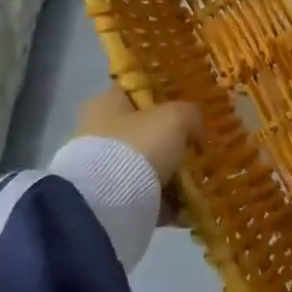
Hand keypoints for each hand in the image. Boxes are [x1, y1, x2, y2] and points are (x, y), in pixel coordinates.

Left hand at [71, 88, 202, 190]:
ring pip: (143, 162)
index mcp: (106, 102)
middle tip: (194, 147)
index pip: (136, 89)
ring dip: (166, 170)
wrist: (109, 202)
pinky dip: (160, 196)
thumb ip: (190, 114)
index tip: (188, 107)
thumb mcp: (176, 118)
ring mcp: (98, 165)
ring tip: (193, 178)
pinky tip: (182, 202)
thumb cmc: (139, 145)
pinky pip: (141, 191)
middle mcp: (97, 129)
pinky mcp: (104, 196)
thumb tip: (194, 130)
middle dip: (168, 139)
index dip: (163, 94)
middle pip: (142, 128)